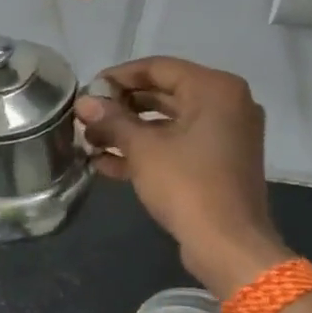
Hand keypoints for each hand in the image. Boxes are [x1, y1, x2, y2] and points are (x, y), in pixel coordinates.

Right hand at [74, 57, 290, 294]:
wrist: (227, 244)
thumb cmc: (187, 185)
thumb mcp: (143, 149)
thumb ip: (112, 120)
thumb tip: (83, 103)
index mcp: (215, 89)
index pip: (158, 68)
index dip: (118, 77)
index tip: (87, 90)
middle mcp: (225, 105)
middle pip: (163, 94)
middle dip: (121, 107)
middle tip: (85, 116)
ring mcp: (224, 136)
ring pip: (168, 123)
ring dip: (128, 131)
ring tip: (89, 140)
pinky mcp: (217, 163)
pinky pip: (177, 146)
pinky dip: (146, 151)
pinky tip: (106, 163)